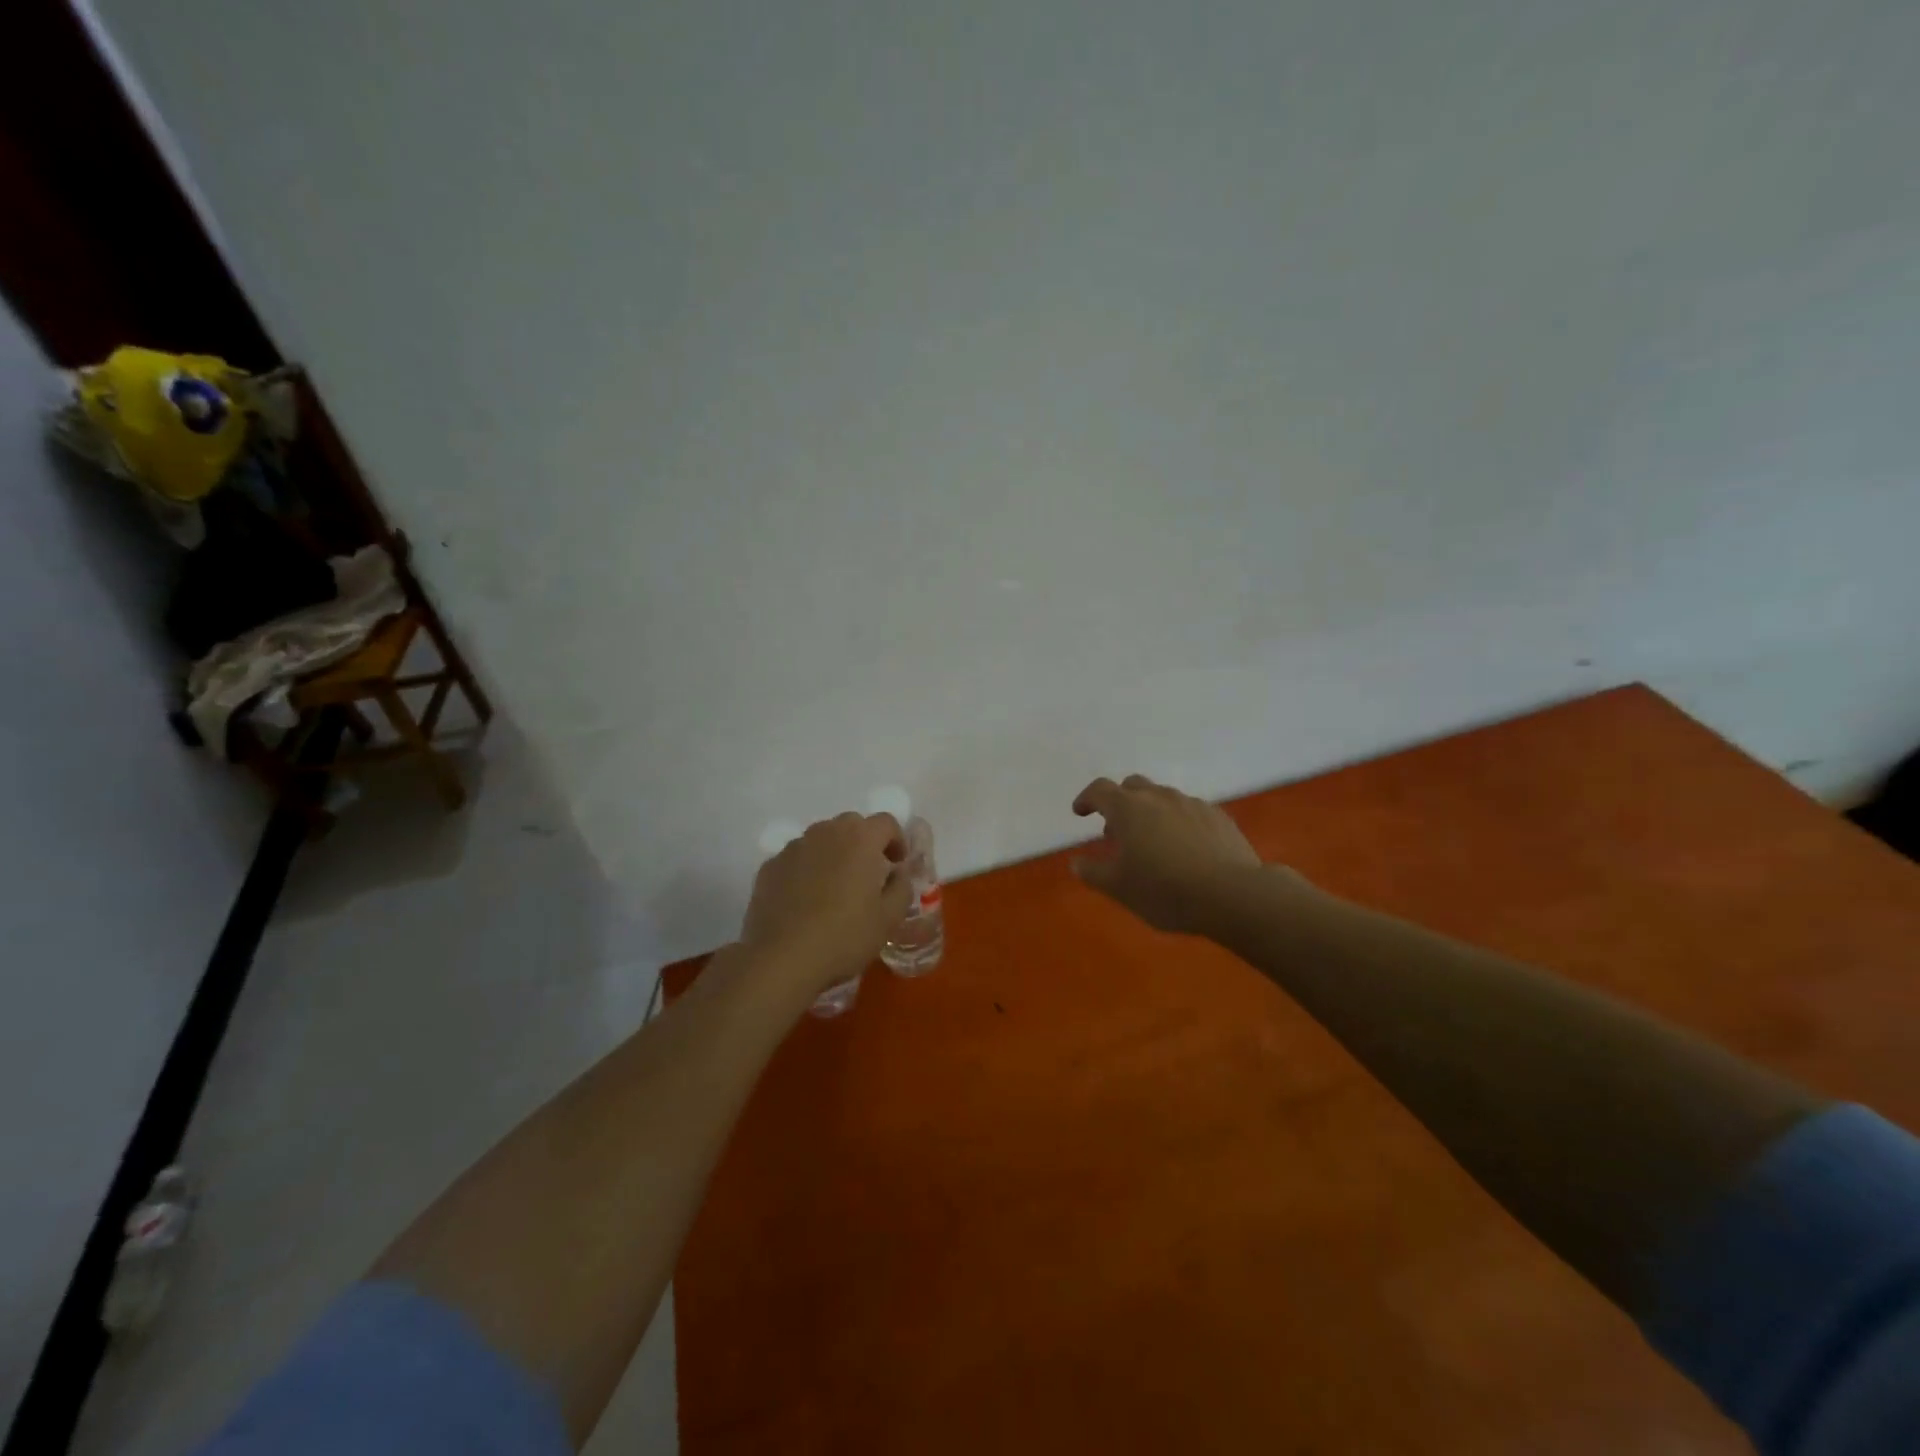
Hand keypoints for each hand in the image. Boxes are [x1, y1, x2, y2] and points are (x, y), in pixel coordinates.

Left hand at [741, 813, 911, 997]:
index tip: (896, 865)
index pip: (886, 822)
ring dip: (834, 854)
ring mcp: (794, 847)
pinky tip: (805, 901)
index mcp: (860, 839)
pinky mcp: (770, 866)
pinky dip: (807, 869)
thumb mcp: (889, 918)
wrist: (781, 959)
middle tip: (868, 875)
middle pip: (852, 825)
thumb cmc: (845, 936)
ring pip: (821, 839)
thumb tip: (897, 873)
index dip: (896, 841)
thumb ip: (901, 887)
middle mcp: (826, 832)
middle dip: (864, 843)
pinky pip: (797, 859)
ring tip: (835, 888)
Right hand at [1070, 775, 1263, 935]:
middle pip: (1132, 786)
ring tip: (1152, 842)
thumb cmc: (1165, 890)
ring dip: (1150, 812)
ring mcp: (1192, 804)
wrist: (1232, 895)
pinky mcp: (1219, 817)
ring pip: (1163, 797)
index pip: (1100, 790)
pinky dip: (1178, 821)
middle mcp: (1159, 797)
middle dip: (1119, 802)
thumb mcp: (1119, 888)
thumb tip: (1076, 863)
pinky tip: (1185, 848)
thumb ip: (1093, 873)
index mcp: (1128, 809)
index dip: (1087, 799)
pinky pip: (1189, 811)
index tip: (1080, 812)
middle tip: (1116, 830)